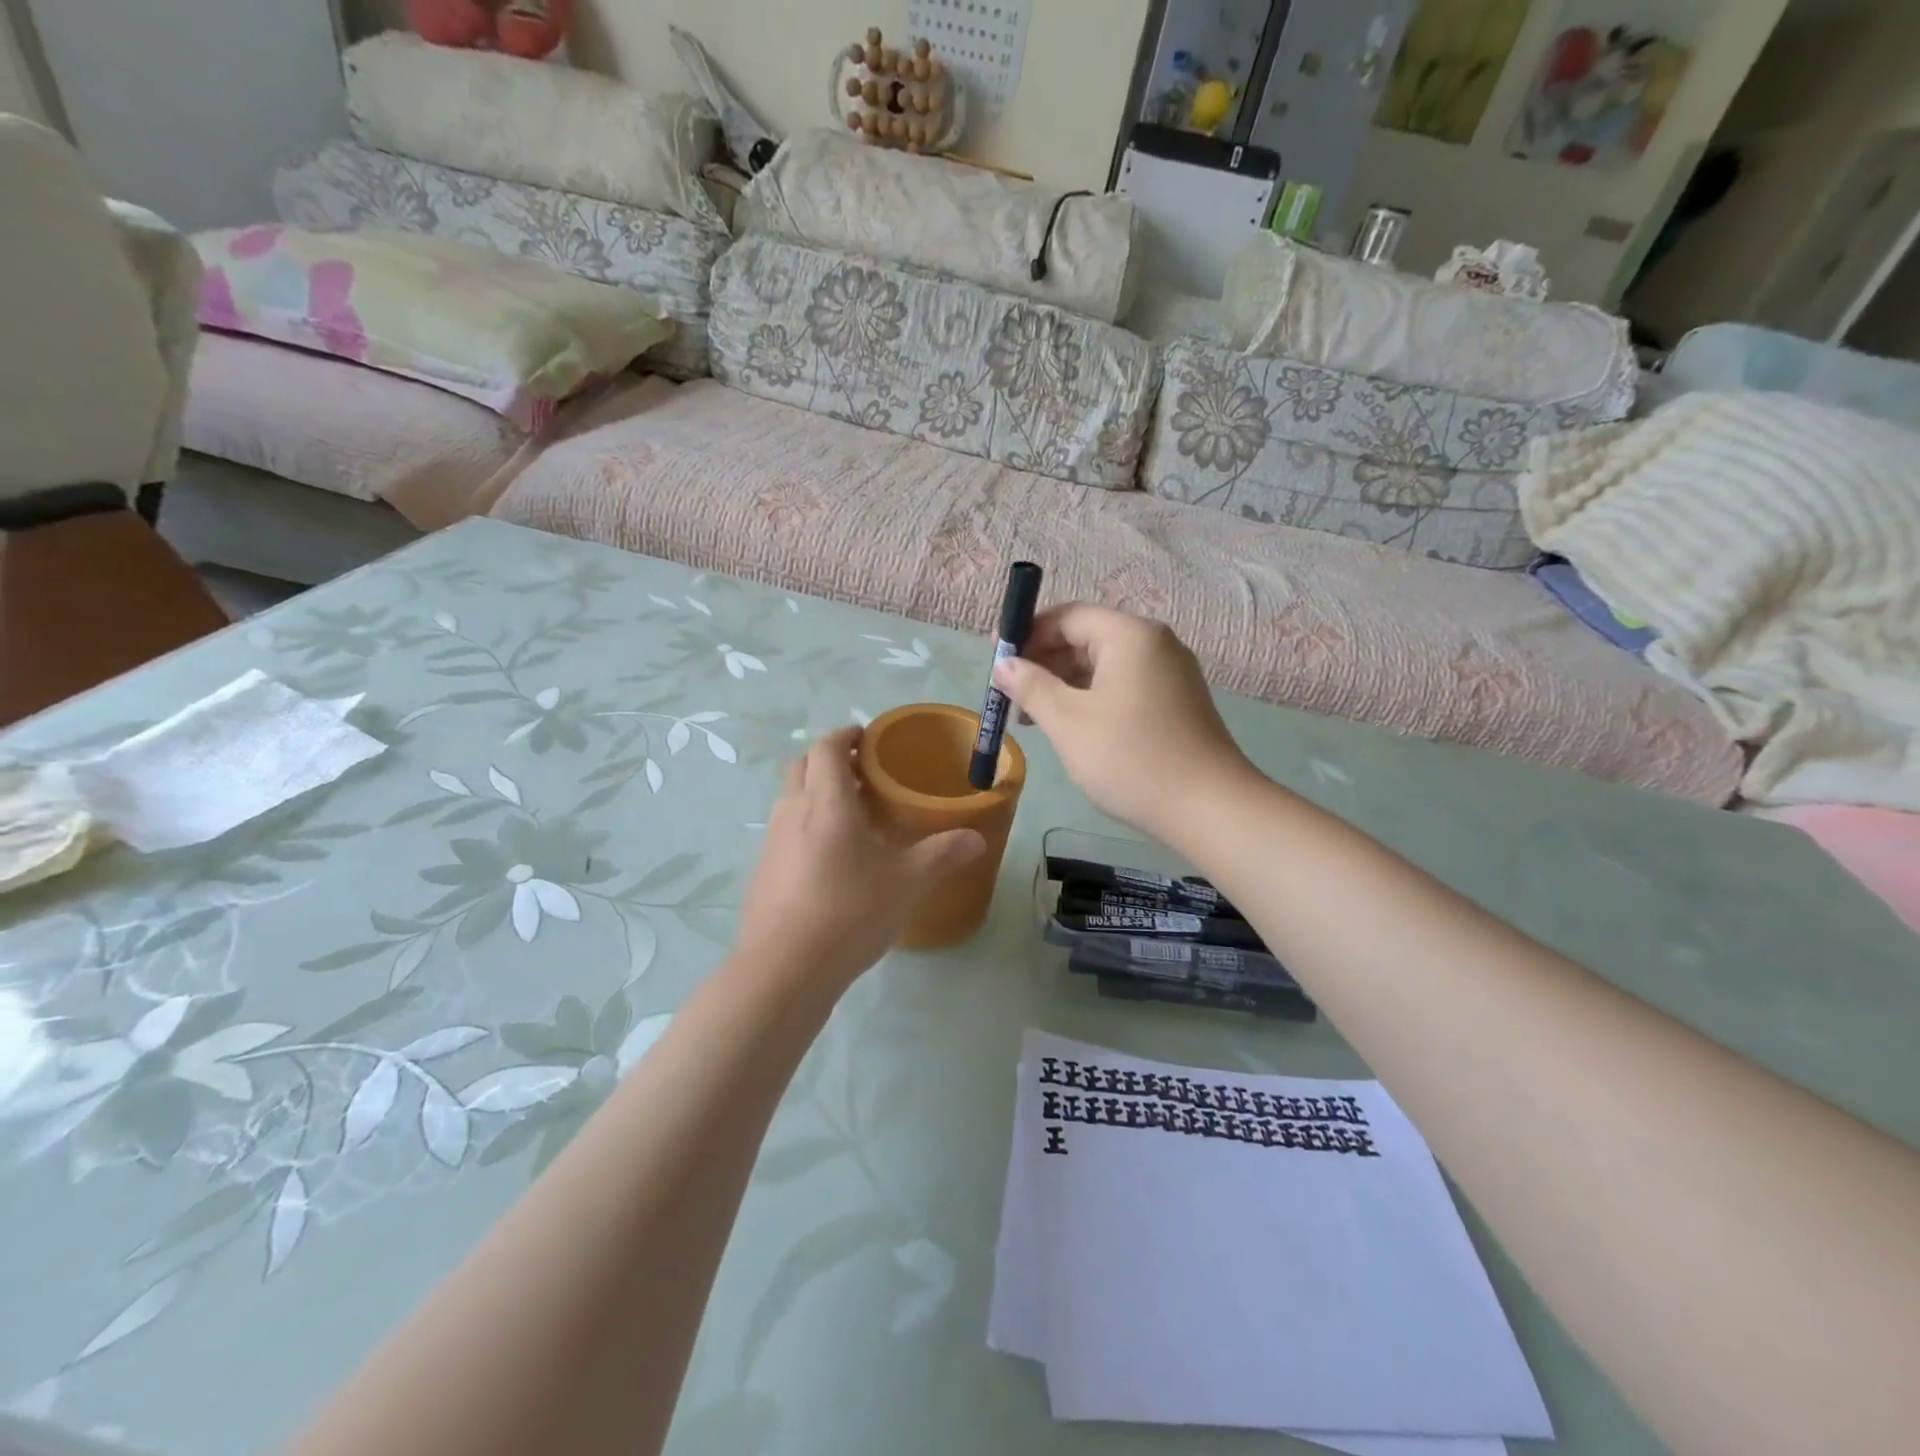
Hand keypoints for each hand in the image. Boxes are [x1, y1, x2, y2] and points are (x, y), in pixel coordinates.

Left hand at [733, 728, 984, 993]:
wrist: (784, 970)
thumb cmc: (849, 913)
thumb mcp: (906, 883)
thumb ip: (941, 855)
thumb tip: (977, 838)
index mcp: (826, 802)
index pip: (827, 747)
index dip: (847, 735)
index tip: (870, 739)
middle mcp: (792, 811)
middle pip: (802, 765)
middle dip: (830, 760)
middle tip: (865, 775)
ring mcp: (772, 841)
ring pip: (791, 797)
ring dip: (816, 792)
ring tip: (853, 816)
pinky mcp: (763, 870)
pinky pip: (785, 829)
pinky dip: (806, 824)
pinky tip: (832, 858)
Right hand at [992, 605, 1254, 842]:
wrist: (1208, 808)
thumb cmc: (1130, 759)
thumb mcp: (1069, 722)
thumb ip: (1031, 686)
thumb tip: (1003, 664)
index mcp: (1130, 635)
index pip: (1068, 616)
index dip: (1028, 634)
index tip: (997, 662)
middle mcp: (1155, 643)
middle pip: (1087, 637)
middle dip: (1044, 662)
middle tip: (1010, 696)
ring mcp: (1170, 672)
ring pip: (1104, 665)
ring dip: (1065, 684)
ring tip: (1034, 718)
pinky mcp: (1176, 700)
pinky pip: (1123, 685)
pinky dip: (1092, 698)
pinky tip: (1072, 727)